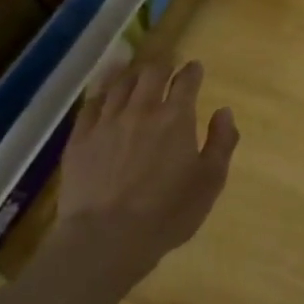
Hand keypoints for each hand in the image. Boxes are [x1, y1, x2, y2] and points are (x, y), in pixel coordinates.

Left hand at [55, 60, 238, 263]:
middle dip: (162, 66)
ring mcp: (106, 122)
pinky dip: (102, 92)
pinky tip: (105, 94)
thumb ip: (221, 142)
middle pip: (150, 74)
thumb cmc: (168, 212)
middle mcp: (140, 110)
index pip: (186, 82)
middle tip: (167, 69)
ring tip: (138, 75)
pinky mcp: (79, 138)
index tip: (195, 68)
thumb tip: (224, 111)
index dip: (192, 71)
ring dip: (133, 75)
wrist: (107, 237)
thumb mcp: (210, 181)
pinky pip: (91, 104)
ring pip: (119, 84)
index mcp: (176, 118)